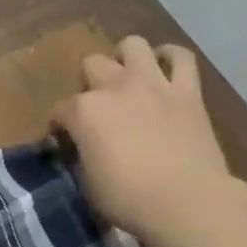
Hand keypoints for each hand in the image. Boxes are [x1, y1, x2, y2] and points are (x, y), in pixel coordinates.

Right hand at [52, 37, 233, 245]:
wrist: (186, 202)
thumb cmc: (128, 199)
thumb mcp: (88, 183)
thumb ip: (82, 155)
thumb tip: (84, 148)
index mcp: (85, 112)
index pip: (61, 111)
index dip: (59, 126)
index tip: (63, 140)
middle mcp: (115, 87)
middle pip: (91, 64)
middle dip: (88, 83)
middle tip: (96, 107)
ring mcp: (153, 83)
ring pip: (133, 45)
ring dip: (125, 57)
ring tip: (126, 75)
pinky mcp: (188, 91)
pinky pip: (181, 58)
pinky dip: (171, 58)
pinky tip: (165, 66)